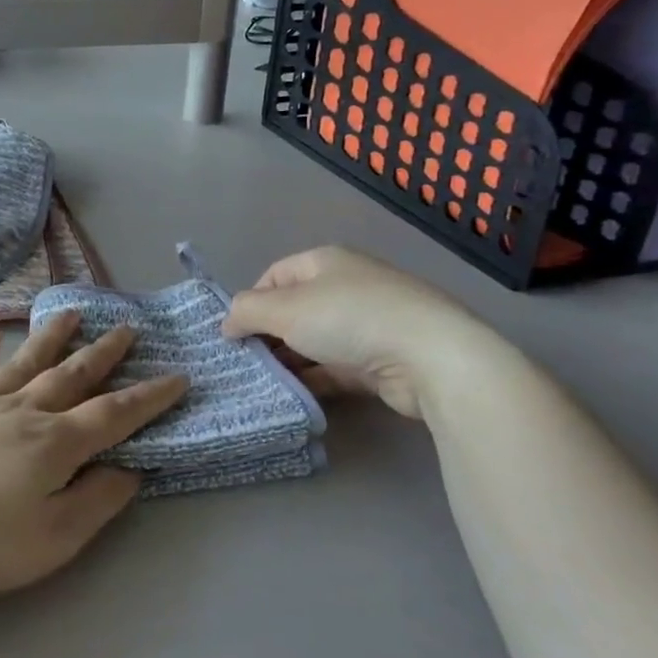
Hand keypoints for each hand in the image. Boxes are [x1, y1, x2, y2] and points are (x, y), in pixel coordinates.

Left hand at [0, 315, 187, 599]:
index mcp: (53, 444)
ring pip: (22, 363)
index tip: (177, 376)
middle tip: (127, 328)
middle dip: (103, 354)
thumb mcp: (52, 539)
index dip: (148, 397)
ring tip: (71, 314)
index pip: (113, 414)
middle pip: (70, 376)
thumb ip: (95, 501)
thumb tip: (131, 469)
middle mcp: (20, 412)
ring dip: (49, 338)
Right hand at [221, 246, 491, 420]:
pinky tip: (296, 396)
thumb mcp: (284, 309)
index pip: (273, 276)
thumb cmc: (349, 319)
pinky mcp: (383, 359)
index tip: (235, 334)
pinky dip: (316, 378)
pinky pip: (337, 366)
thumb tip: (227, 323)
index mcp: (324, 262)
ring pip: (315, 341)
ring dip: (291, 360)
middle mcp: (347, 286)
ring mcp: (369, 323)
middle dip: (269, 335)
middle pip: (294, 309)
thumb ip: (246, 312)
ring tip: (266, 383)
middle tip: (247, 362)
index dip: (251, 302)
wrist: (431, 357)